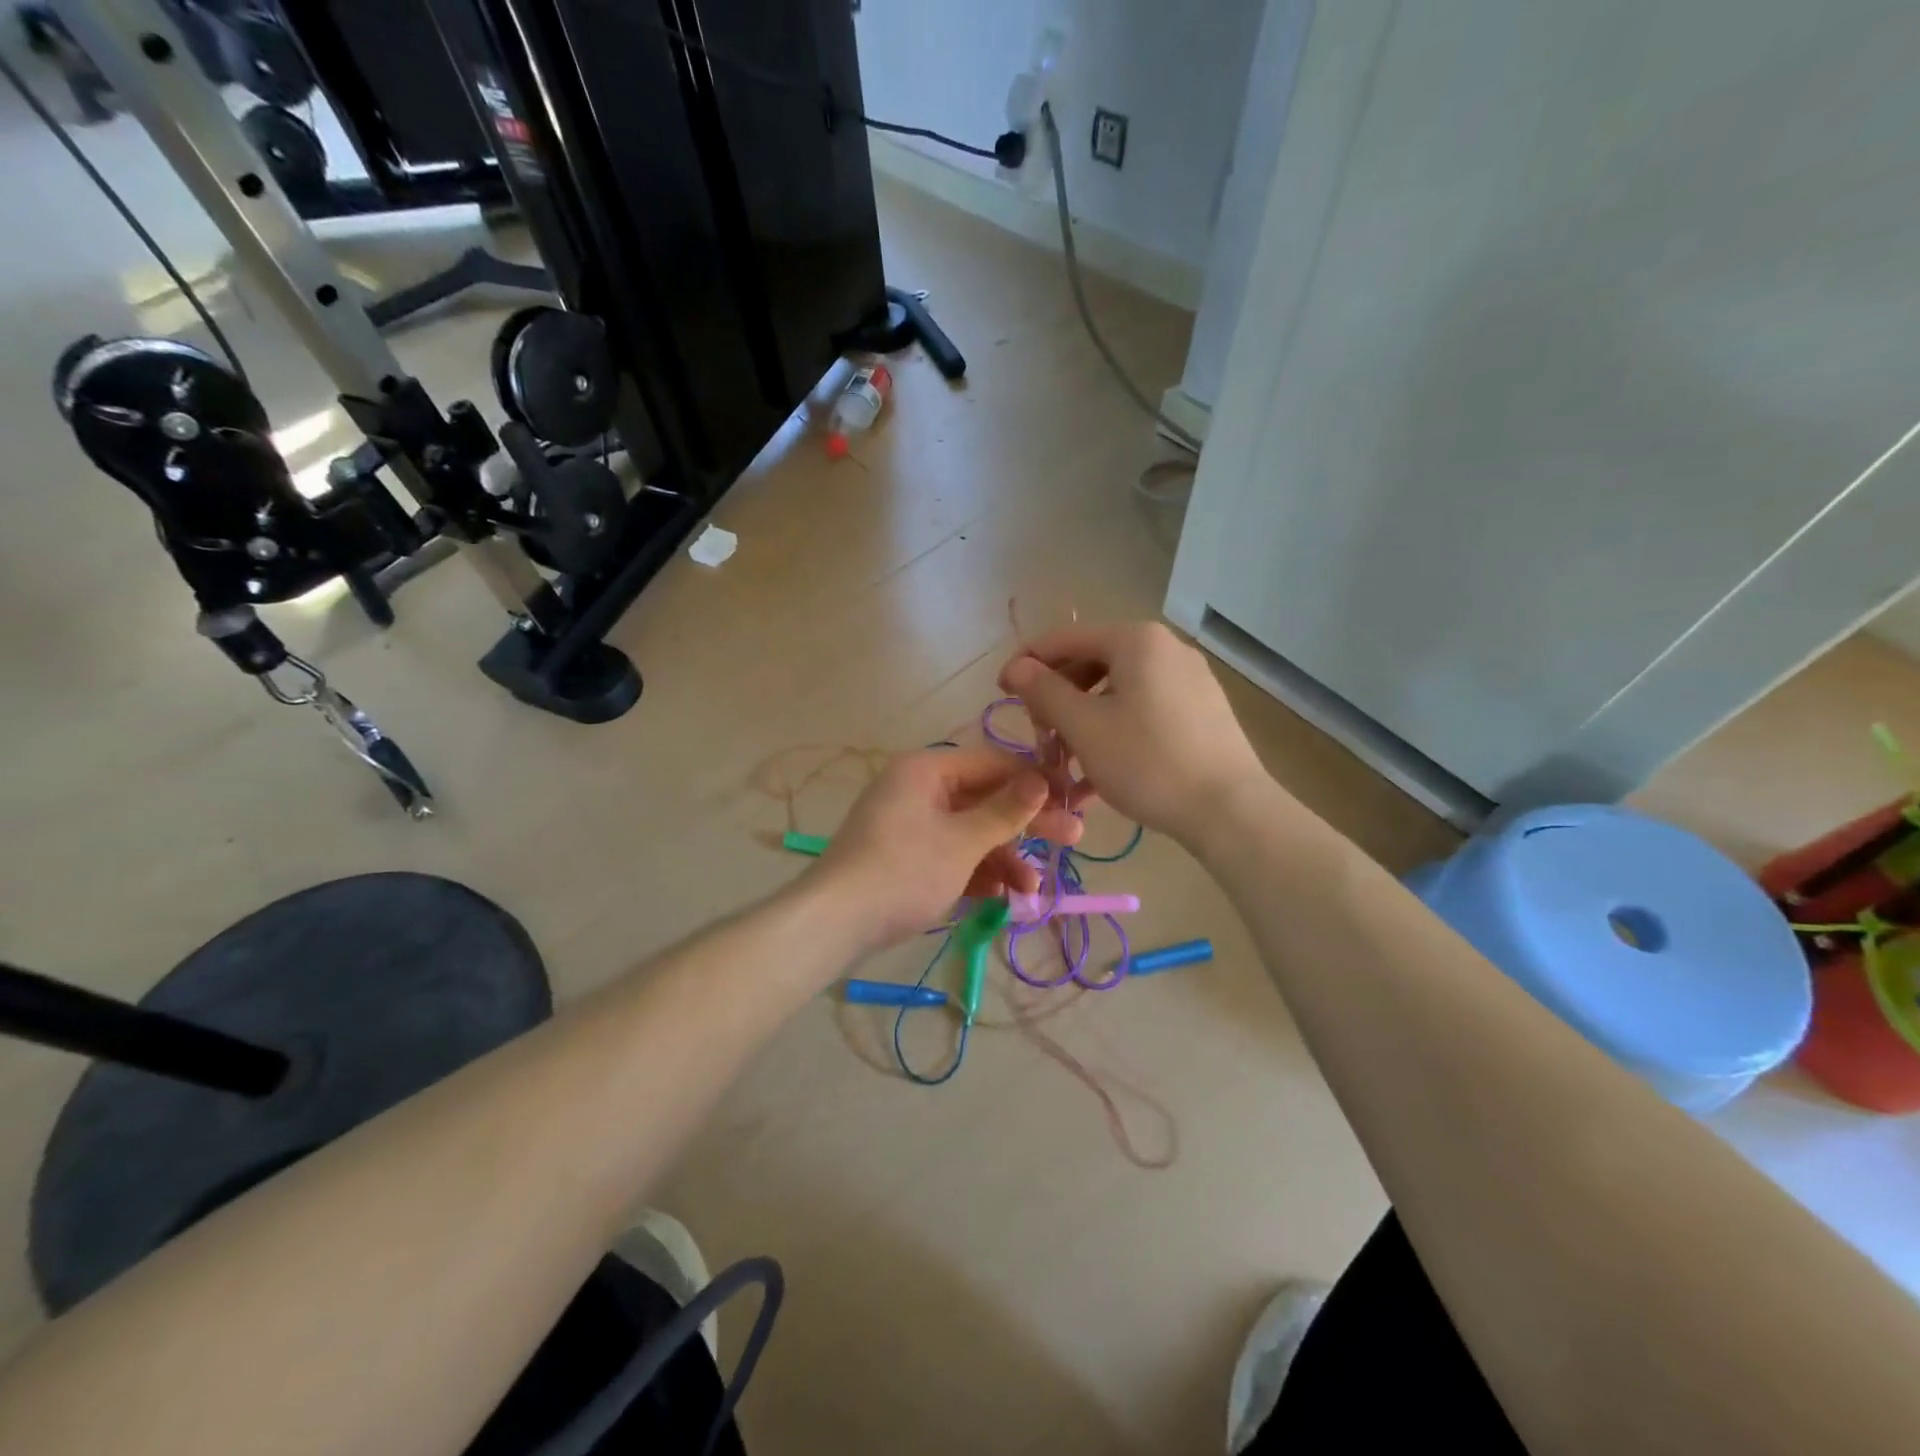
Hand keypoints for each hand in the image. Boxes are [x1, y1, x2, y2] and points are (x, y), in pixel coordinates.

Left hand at [808, 747, 1083, 951]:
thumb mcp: (962, 842)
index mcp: (927, 769)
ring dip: (1004, 857)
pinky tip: (1006, 897)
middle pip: (985, 799)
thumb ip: (1006, 811)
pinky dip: (978, 872)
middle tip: (1072, 839)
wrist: (835, 923)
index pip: (993, 762)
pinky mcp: (907, 856)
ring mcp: (911, 824)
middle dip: (1026, 824)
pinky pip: (952, 854)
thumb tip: (1043, 778)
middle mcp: (918, 789)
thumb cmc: (903, 871)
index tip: (1073, 801)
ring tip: (1033, 889)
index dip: (1035, 781)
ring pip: (971, 832)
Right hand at [999, 622, 1271, 847]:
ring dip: (1082, 723)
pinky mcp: (1201, 712)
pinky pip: (1143, 711)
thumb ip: (1044, 691)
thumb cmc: (1148, 762)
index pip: (1065, 639)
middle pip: (1092, 665)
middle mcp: (1165, 649)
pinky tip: (1096, 774)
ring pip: (1117, 693)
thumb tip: (1016, 668)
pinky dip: (1113, 733)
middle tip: (1038, 736)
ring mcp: (1188, 680)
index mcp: (1136, 640)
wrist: (1230, 811)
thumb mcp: (1084, 728)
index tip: (1000, 693)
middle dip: (1057, 700)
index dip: (1027, 663)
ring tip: (1063, 764)